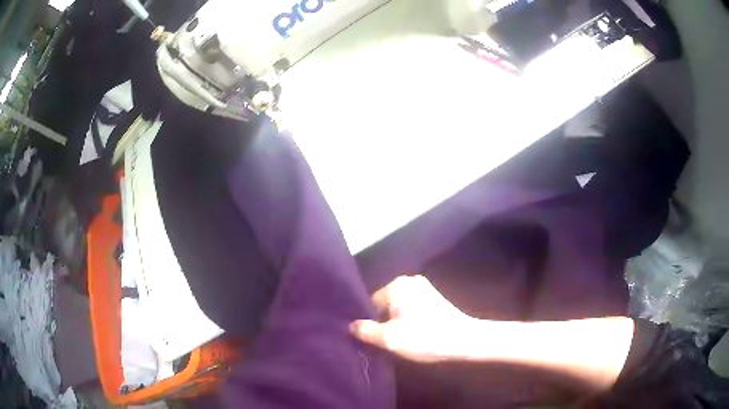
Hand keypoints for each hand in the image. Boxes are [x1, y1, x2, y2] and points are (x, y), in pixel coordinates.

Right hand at [350, 275, 473, 362]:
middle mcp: (408, 280)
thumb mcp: (389, 339)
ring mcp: (423, 287)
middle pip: (384, 305)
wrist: (463, 340)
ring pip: (398, 307)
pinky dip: (408, 319)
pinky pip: (411, 308)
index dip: (370, 324)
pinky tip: (413, 334)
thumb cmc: (424, 338)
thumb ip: (365, 331)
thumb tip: (350, 325)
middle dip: (383, 322)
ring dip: (396, 322)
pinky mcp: (433, 297)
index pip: (370, 304)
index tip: (374, 340)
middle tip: (387, 342)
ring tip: (401, 340)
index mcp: (396, 285)